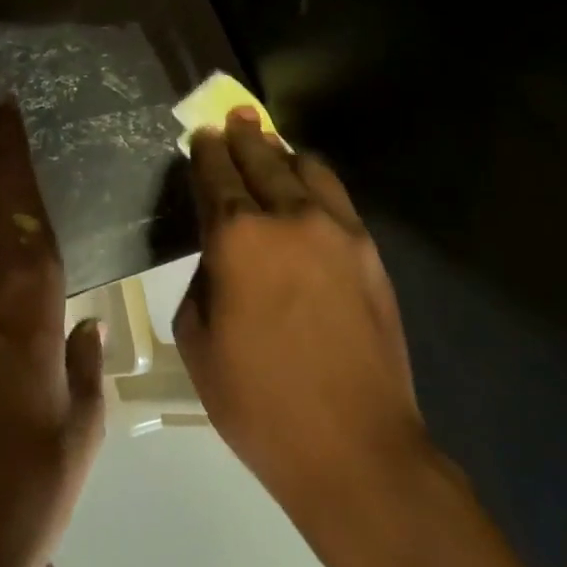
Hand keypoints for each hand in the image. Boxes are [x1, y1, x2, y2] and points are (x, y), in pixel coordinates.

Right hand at [175, 109, 425, 509]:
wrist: (355, 448)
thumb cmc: (257, 401)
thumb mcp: (197, 340)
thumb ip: (203, 280)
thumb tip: (220, 257)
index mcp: (237, 237)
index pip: (216, 175)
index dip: (206, 151)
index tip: (201, 135)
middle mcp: (289, 218)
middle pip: (262, 158)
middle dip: (243, 135)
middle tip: (235, 119)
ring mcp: (337, 232)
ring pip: (307, 168)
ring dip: (283, 155)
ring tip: (271, 151)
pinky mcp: (370, 253)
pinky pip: (337, 199)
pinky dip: (315, 184)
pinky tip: (307, 194)